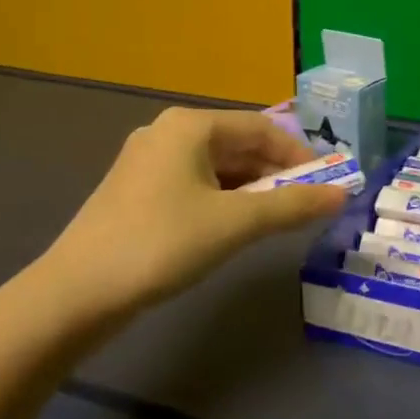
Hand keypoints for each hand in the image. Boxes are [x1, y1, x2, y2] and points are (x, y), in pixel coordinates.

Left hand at [43, 106, 346, 313]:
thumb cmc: (162, 244)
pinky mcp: (137, 192)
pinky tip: (235, 226)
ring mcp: (147, 162)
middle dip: (276, 173)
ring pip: (216, 167)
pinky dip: (223, 199)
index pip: (261, 127)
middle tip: (306, 205)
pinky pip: (195, 184)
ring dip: (251, 189)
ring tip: (278, 219)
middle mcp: (167, 133)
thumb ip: (292, 206)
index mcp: (189, 126)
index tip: (328, 183)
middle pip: (238, 144)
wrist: (77, 292)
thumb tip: (342, 194)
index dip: (299, 154)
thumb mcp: (234, 223)